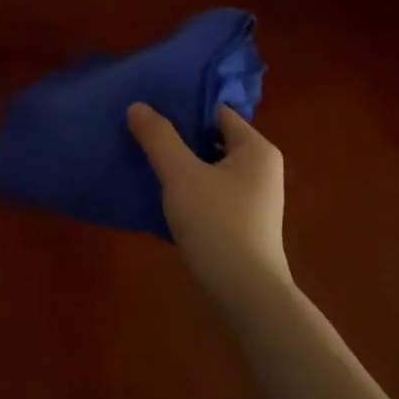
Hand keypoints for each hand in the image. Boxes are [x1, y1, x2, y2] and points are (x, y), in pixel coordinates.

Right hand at [127, 103, 290, 318]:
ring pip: (208, 166)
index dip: (181, 106)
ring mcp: (253, 196)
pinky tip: (159, 193)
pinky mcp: (241, 220)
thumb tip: (137, 106)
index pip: (215, 112)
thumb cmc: (217, 224)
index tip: (147, 107)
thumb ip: (159, 137)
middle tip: (138, 131)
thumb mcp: (181, 175)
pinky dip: (187, 187)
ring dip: (178, 163)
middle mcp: (260, 167)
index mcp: (255, 148)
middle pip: (211, 138)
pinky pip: (209, 190)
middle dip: (176, 136)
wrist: (245, 292)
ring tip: (141, 158)